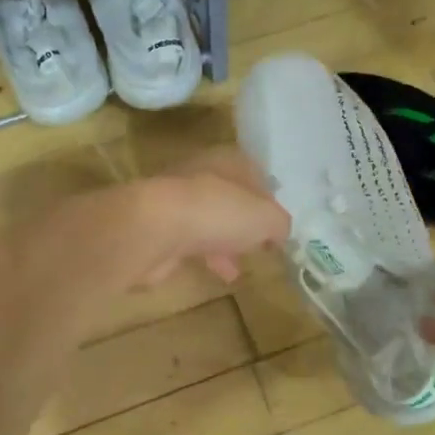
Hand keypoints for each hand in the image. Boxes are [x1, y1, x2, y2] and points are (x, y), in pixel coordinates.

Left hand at [127, 149, 290, 288]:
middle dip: (245, 221)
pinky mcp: (160, 229)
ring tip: (244, 264)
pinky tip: (223, 274)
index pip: (254, 174)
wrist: (155, 229)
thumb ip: (279, 223)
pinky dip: (209, 256)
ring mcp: (176, 201)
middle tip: (261, 244)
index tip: (278, 225)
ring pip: (210, 220)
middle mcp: (200, 174)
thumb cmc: (218, 212)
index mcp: (227, 160)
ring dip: (227, 241)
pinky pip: (192, 242)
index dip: (269, 199)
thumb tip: (280, 233)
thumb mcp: (266, 218)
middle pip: (230, 197)